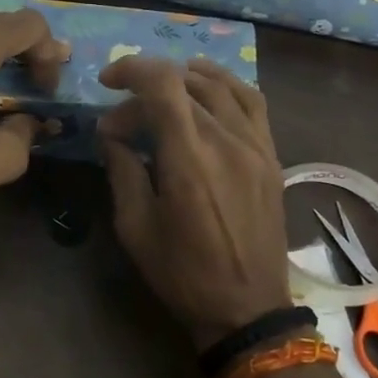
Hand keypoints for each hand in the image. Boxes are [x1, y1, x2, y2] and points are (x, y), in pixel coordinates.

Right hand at [96, 56, 290, 349]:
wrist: (247, 307)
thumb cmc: (183, 273)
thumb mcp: (135, 227)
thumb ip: (122, 170)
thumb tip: (111, 133)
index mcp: (189, 159)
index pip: (162, 84)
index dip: (131, 70)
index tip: (107, 83)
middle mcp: (226, 141)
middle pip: (184, 85)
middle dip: (145, 91)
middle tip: (123, 120)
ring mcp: (256, 145)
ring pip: (220, 85)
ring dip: (184, 78)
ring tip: (160, 90)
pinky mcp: (271, 156)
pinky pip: (252, 101)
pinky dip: (225, 85)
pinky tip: (207, 89)